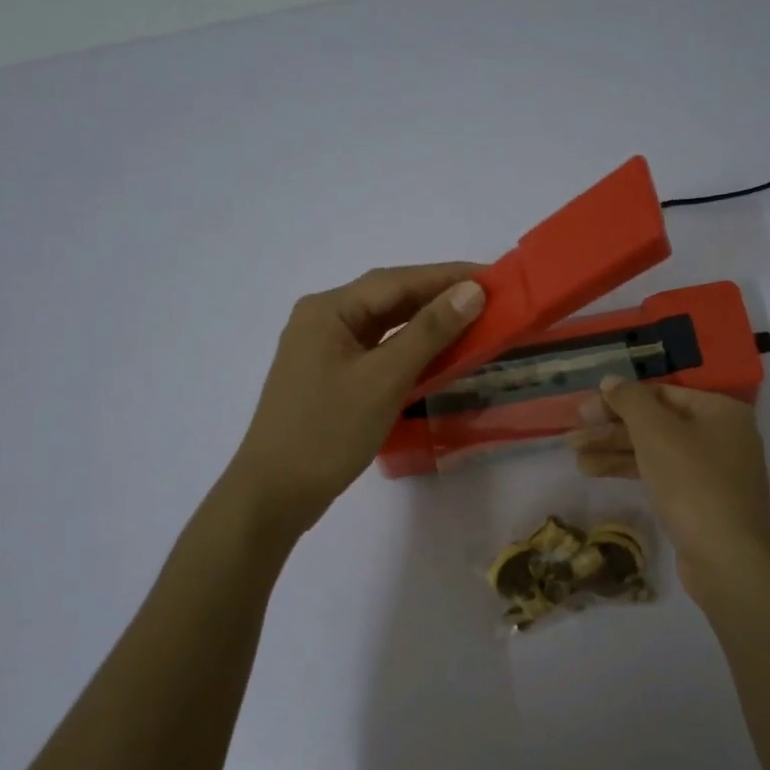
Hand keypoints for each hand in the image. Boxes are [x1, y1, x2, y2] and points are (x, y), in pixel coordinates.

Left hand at [229, 263, 485, 532]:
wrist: (275, 493)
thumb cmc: (328, 431)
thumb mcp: (384, 378)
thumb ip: (429, 331)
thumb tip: (471, 291)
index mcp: (329, 310)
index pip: (397, 281)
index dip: (447, 276)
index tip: (494, 277)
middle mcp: (322, 319)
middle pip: (388, 298)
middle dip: (438, 296)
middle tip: (489, 299)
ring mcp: (322, 349)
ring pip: (382, 325)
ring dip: (424, 322)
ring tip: (469, 321)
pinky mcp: (328, 376)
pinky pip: (375, 350)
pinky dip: (406, 348)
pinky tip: (433, 354)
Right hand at [567, 378, 769, 602]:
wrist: (726, 558)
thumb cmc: (692, 483)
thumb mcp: (656, 433)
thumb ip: (630, 401)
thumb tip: (611, 380)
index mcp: (720, 411)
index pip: (662, 393)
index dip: (620, 400)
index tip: (585, 410)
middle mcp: (722, 435)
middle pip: (657, 422)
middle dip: (612, 429)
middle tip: (574, 435)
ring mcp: (713, 471)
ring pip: (655, 450)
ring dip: (615, 451)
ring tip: (576, 456)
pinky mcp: (701, 500)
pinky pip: (661, 474)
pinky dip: (631, 470)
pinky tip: (595, 472)